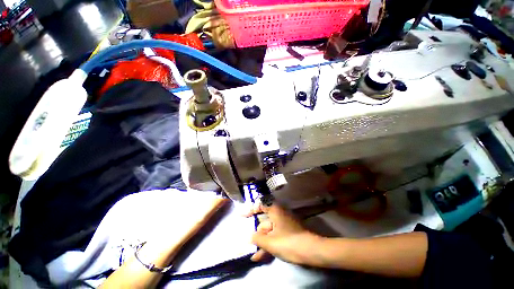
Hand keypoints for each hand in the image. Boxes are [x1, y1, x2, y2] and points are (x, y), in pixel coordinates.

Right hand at [246, 201, 320, 264]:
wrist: (312, 251)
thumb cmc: (289, 242)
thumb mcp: (270, 242)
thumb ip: (258, 238)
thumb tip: (250, 237)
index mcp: (275, 210)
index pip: (260, 205)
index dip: (250, 210)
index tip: (242, 217)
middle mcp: (279, 214)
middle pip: (264, 222)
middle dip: (256, 233)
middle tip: (248, 242)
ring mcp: (284, 224)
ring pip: (270, 232)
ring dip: (262, 243)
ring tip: (254, 255)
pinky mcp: (288, 233)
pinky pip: (276, 236)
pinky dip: (269, 244)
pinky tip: (261, 257)